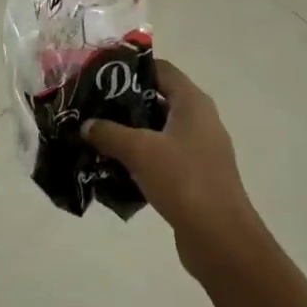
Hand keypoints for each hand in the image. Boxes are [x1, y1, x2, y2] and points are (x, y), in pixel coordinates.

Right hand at [82, 60, 264, 271]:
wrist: (220, 238)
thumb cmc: (183, 180)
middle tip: (91, 107)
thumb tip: (87, 125)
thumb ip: (109, 133)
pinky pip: (161, 158)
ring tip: (95, 136)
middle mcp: (199, 120)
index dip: (131, 68)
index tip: (100, 75)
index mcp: (192, 103)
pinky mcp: (194, 177)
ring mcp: (199, 150)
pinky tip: (113, 167)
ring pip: (157, 131)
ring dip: (129, 134)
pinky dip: (139, 159)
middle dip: (124, 103)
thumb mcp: (140, 150)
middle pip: (157, 99)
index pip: (161, 69)